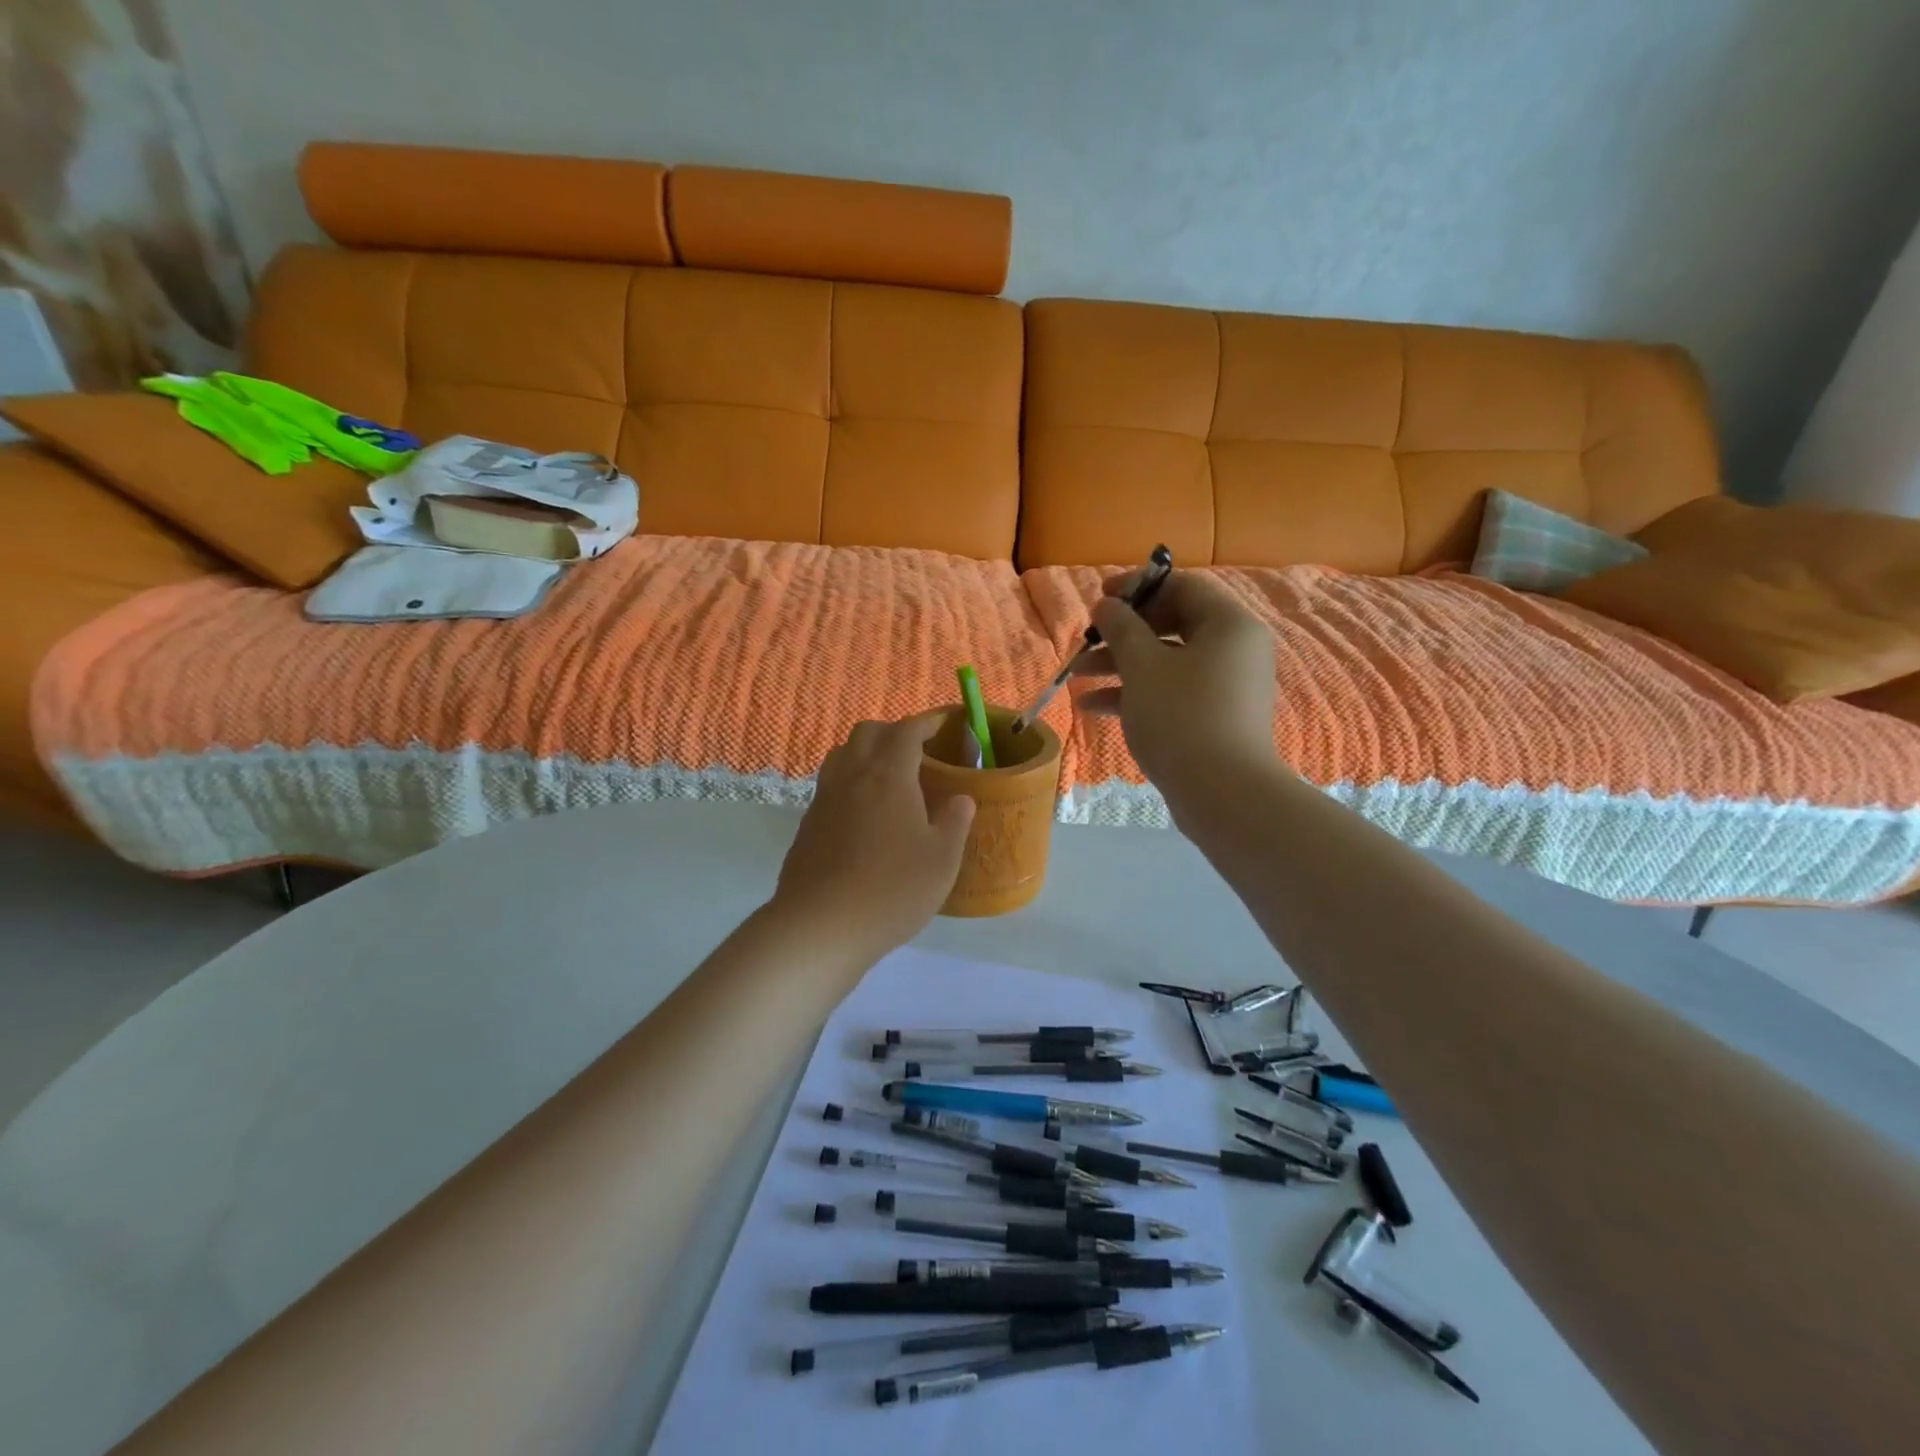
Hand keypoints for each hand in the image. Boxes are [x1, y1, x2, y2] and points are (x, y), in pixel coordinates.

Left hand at [771, 715, 975, 967]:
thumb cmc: (891, 890)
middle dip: (894, 732)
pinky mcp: (807, 824)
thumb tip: (961, 799)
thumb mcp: (941, 860)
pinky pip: (830, 785)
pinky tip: (865, 815)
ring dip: (866, 753)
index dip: (927, 722)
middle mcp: (852, 777)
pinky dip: (850, 783)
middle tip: (918, 752)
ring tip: (889, 778)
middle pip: (868, 733)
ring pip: (843, 755)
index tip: (944, 723)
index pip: (906, 731)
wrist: (819, 927)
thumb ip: (955, 822)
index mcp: (888, 776)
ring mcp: (824, 799)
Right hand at [1073, 569, 1277, 802]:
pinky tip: (1092, 706)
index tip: (1100, 599)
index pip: (1182, 587)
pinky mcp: (1214, 718)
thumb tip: (1107, 604)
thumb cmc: (1181, 716)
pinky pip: (1172, 692)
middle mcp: (1234, 650)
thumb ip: (1121, 628)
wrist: (1222, 794)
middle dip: (1123, 633)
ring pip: (1167, 662)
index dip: (1137, 587)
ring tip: (1076, 675)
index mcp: (1228, 625)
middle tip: (1088, 639)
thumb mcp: (1142, 666)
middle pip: (1172, 624)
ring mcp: (1226, 687)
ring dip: (1120, 665)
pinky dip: (1137, 693)